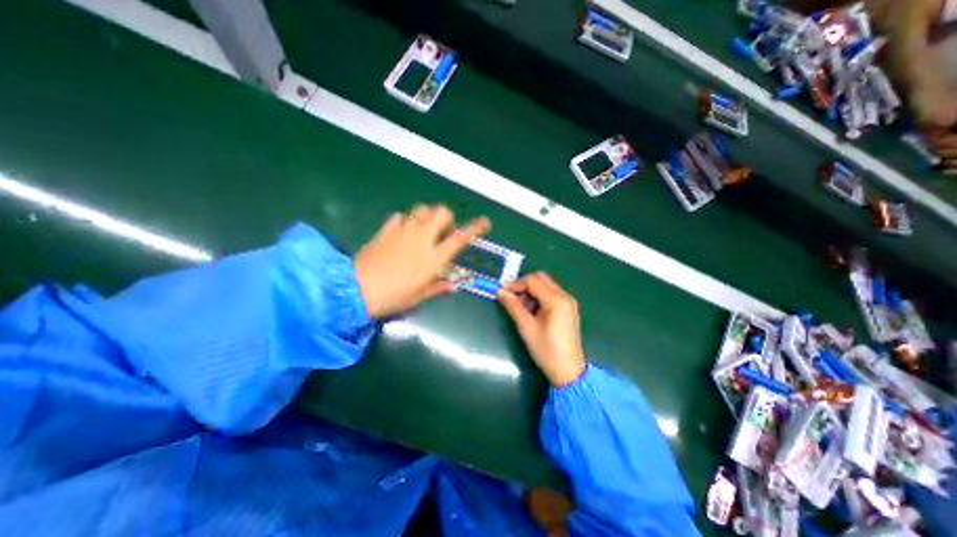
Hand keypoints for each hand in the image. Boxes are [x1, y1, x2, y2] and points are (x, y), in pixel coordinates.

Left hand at [354, 206, 488, 317]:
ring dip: (427, 215)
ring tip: (423, 229)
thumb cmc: (393, 297)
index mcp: (433, 258)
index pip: (459, 238)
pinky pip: (399, 216)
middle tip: (442, 231)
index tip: (485, 222)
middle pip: (441, 212)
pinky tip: (402, 231)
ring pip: (421, 209)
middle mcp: (421, 239)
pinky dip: (405, 220)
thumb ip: (438, 287)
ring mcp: (402, 231)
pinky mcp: (385, 230)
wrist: (356, 290)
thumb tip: (453, 286)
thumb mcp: (419, 296)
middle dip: (446, 217)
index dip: (475, 228)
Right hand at [497, 272, 587, 385]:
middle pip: (540, 279)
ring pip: (545, 285)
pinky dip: (538, 297)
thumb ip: (513, 307)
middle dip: (523, 285)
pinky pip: (550, 294)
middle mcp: (565, 296)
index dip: (515, 284)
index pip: (532, 281)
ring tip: (520, 308)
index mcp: (556, 300)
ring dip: (530, 291)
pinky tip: (532, 311)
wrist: (568, 371)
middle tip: (512, 299)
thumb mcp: (527, 328)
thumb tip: (499, 292)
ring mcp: (568, 302)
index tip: (503, 294)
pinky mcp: (568, 308)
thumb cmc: (546, 350)